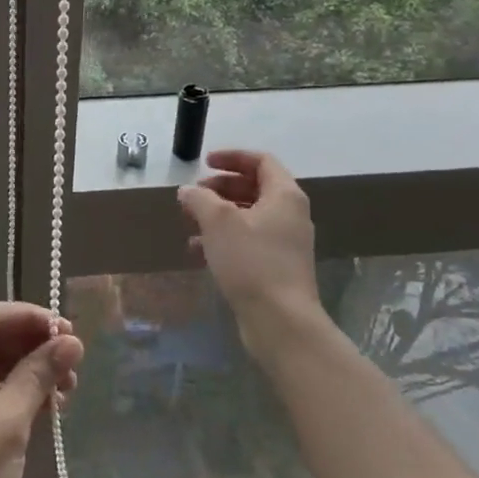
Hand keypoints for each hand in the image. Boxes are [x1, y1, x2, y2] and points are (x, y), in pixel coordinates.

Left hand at [0, 302, 82, 477]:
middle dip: (32, 347)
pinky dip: (6, 391)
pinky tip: (38, 408)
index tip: (70, 334)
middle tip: (72, 367)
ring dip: (24, 371)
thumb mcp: (8, 423)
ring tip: (63, 393)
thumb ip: (39, 375)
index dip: (34, 318)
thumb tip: (71, 342)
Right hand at [178, 149, 324, 347]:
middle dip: (221, 187)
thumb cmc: (251, 261)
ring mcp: (285, 243)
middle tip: (195, 193)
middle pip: (255, 187)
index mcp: (284, 196)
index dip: (232, 157)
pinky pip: (248, 241)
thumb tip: (188, 191)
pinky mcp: (277, 267)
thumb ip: (200, 199)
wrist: (280, 320)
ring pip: (249, 216)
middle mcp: (290, 215)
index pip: (261, 161)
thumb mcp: (218, 222)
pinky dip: (224, 238)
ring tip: (191, 221)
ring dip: (219, 214)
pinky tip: (198, 251)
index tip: (204, 163)